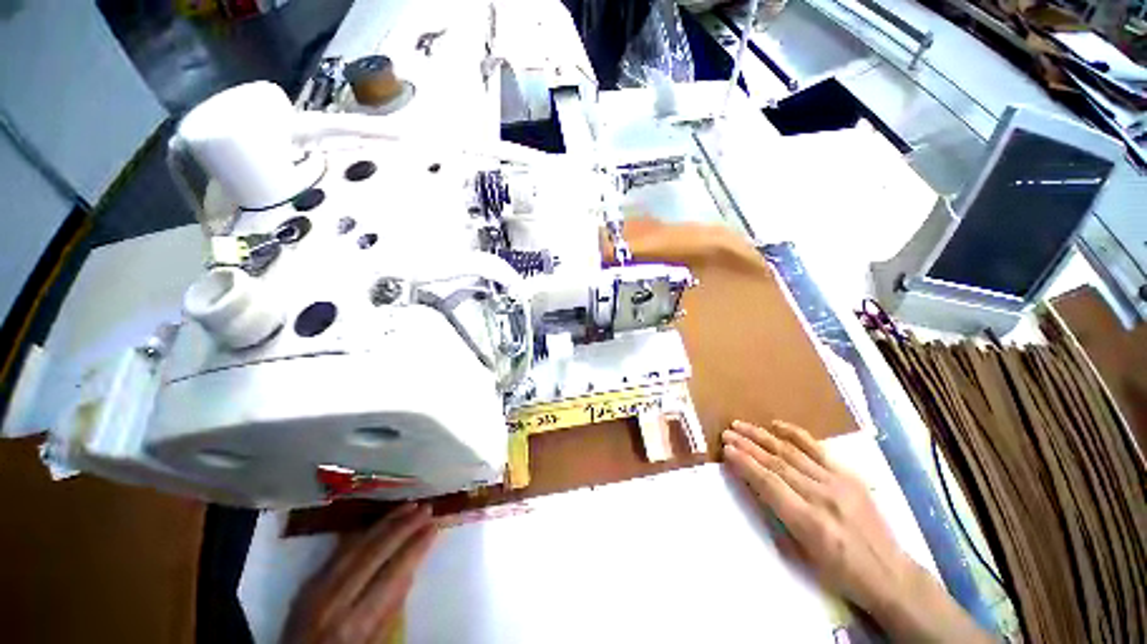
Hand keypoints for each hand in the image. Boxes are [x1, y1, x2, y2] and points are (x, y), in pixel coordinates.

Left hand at [285, 503, 437, 643]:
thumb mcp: (375, 643)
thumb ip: (391, 609)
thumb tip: (411, 568)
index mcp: (355, 623)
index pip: (392, 575)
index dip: (415, 548)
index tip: (434, 527)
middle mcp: (334, 600)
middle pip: (373, 553)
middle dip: (403, 527)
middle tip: (426, 509)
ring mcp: (316, 588)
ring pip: (356, 545)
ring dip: (386, 523)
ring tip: (409, 506)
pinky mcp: (308, 582)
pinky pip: (339, 550)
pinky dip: (363, 532)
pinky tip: (379, 522)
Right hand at [722, 420, 989, 642]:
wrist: (890, 574)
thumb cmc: (840, 572)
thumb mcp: (802, 554)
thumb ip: (776, 516)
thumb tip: (754, 485)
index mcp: (809, 522)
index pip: (768, 483)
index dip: (744, 463)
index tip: (726, 450)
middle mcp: (822, 497)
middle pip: (776, 463)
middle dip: (748, 445)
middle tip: (727, 433)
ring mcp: (838, 483)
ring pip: (791, 452)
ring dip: (762, 436)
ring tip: (741, 425)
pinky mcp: (849, 475)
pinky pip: (817, 448)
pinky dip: (795, 434)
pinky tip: (776, 424)